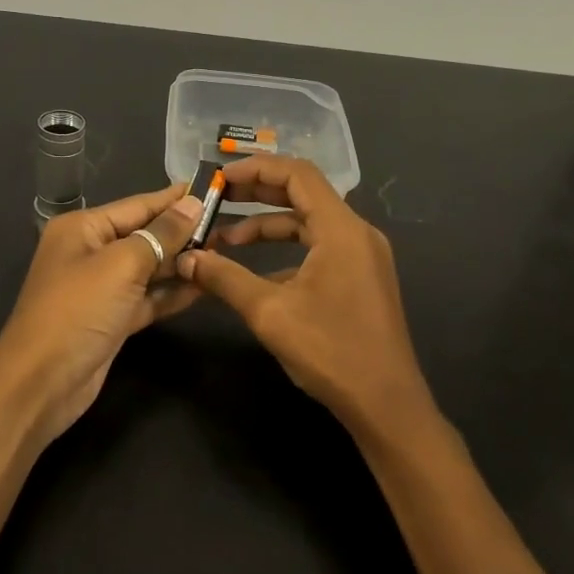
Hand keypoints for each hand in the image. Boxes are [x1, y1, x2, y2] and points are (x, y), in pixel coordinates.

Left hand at [0, 184, 205, 442]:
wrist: (41, 384)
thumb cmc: (78, 311)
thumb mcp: (122, 265)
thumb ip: (161, 234)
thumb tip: (192, 203)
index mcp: (83, 228)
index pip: (137, 205)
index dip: (174, 199)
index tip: (213, 189)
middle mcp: (90, 252)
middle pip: (144, 235)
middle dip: (182, 232)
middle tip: (227, 226)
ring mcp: (101, 288)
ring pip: (148, 268)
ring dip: (181, 263)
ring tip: (224, 253)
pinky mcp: (112, 319)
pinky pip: (147, 298)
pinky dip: (172, 293)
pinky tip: (205, 286)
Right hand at [177, 156, 434, 438]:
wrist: (386, 404)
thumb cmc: (330, 351)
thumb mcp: (269, 312)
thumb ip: (225, 278)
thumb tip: (187, 258)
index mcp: (341, 229)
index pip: (297, 174)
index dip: (256, 169)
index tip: (219, 178)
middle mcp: (356, 233)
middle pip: (303, 194)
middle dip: (256, 194)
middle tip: (216, 200)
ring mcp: (362, 256)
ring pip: (309, 224)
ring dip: (268, 227)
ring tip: (224, 241)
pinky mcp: (361, 278)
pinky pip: (319, 248)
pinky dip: (286, 252)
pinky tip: (254, 273)